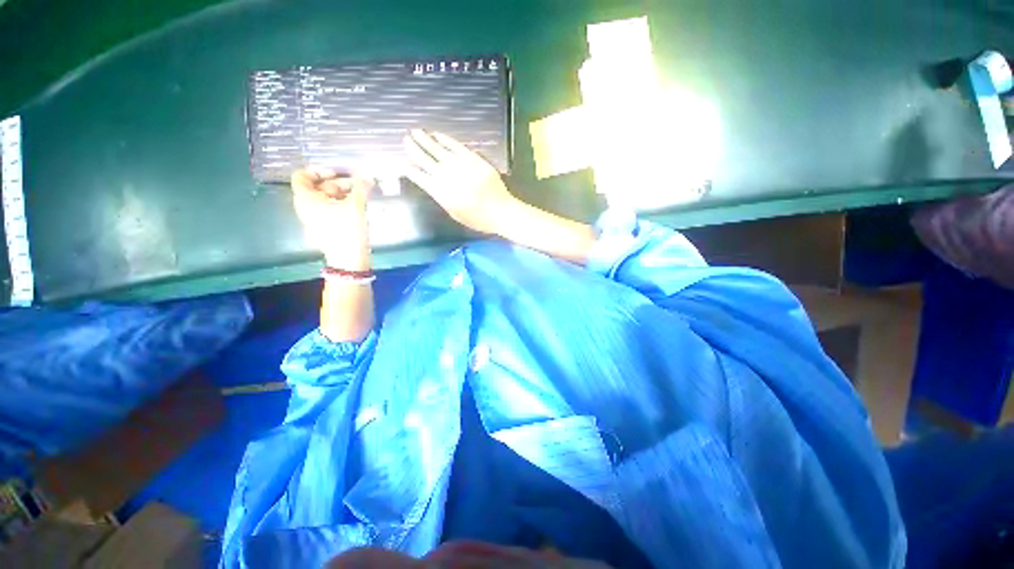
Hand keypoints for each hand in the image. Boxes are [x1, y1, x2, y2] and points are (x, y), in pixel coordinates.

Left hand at [291, 168, 373, 267]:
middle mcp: (307, 206)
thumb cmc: (347, 229)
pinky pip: (333, 209)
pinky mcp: (327, 226)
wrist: (349, 258)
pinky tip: (360, 205)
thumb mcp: (356, 205)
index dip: (318, 170)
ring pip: (328, 198)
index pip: (302, 176)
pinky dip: (344, 203)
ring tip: (363, 194)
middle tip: (359, 184)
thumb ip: (361, 188)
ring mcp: (317, 217)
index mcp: (306, 199)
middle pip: (319, 187)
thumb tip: (367, 176)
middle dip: (340, 183)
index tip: (337, 173)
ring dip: (345, 193)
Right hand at [403, 129, 517, 234]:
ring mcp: (461, 166)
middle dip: (414, 149)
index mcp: (441, 193)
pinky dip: (445, 140)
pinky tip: (437, 135)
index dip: (410, 170)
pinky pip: (456, 146)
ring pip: (438, 149)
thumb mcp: (455, 213)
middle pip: (426, 160)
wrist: (501, 211)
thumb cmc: (478, 218)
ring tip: (416, 132)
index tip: (404, 164)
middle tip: (405, 139)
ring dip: (425, 140)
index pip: (420, 178)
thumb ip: (442, 198)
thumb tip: (431, 183)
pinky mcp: (473, 159)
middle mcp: (447, 177)